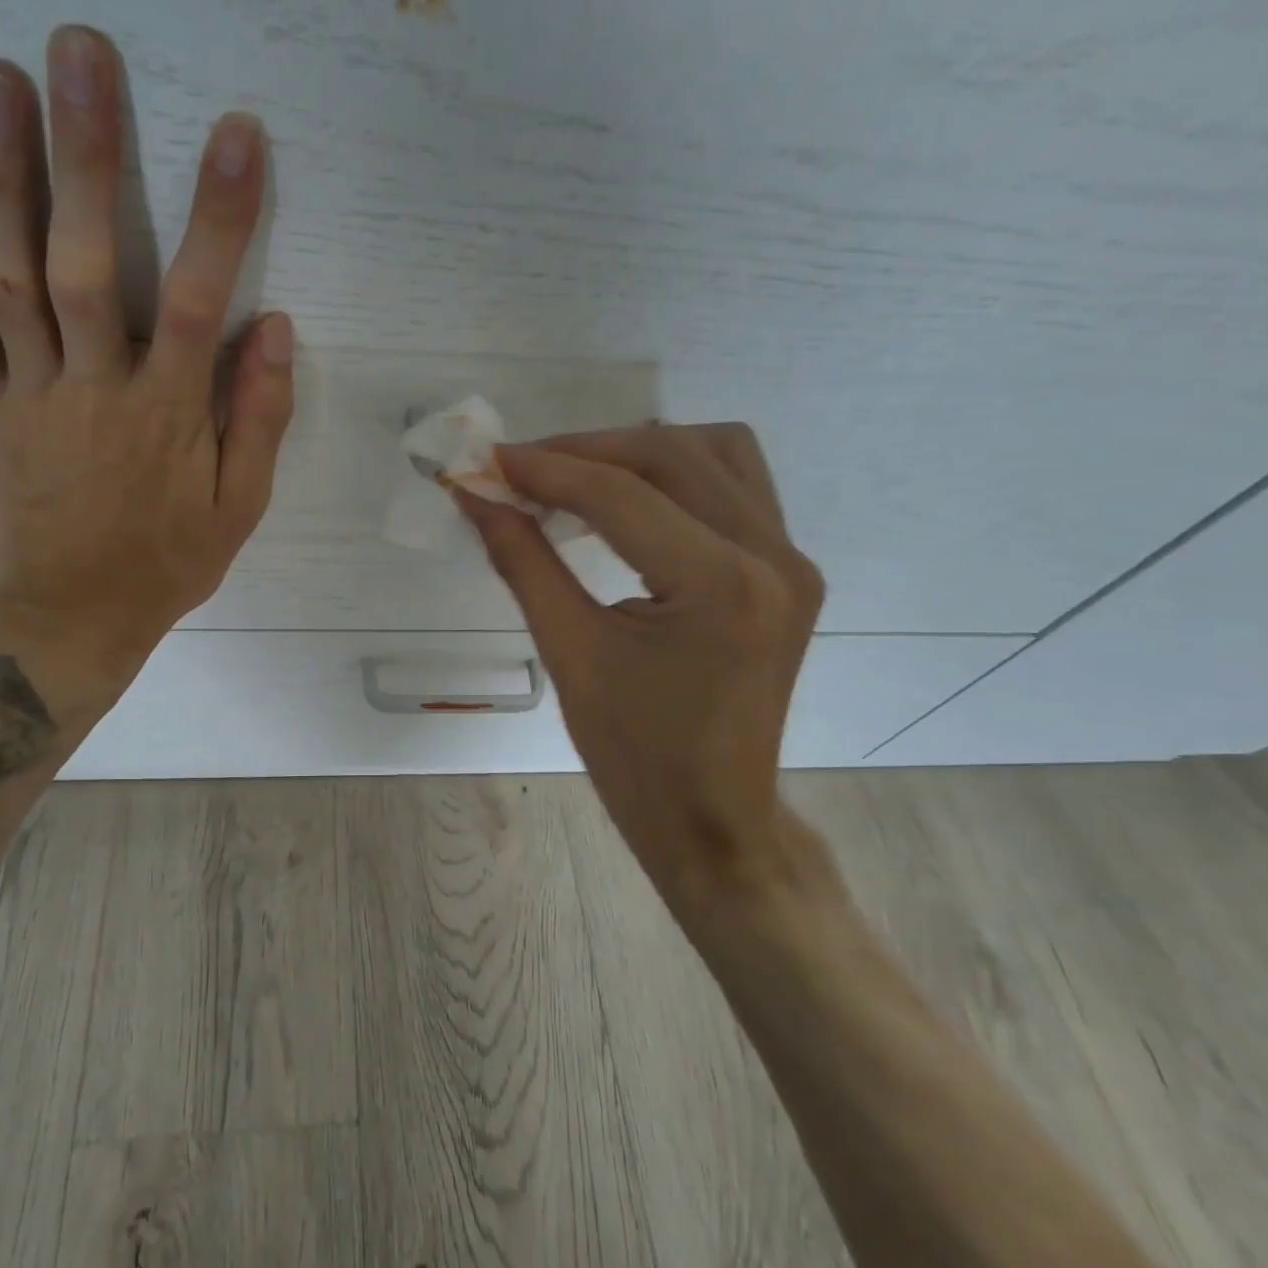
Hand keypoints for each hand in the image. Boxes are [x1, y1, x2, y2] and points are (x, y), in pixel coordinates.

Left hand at [0, 25, 292, 705]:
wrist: (72, 618)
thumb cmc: (167, 563)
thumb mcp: (239, 508)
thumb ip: (260, 419)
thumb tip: (276, 330)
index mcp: (168, 415)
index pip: (198, 300)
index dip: (220, 216)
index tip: (237, 134)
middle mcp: (95, 388)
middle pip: (87, 261)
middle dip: (86, 154)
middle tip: (79, 51)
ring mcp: (30, 394)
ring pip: (10, 277)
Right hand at [460, 424, 836, 923]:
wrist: (712, 817)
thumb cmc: (633, 753)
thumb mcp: (568, 653)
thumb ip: (522, 561)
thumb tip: (477, 497)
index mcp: (720, 586)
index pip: (620, 495)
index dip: (545, 469)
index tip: (487, 460)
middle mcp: (771, 557)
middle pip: (671, 455)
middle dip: (586, 450)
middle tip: (521, 468)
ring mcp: (791, 560)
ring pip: (715, 452)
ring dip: (638, 450)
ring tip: (574, 474)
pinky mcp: (788, 570)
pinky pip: (736, 485)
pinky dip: (677, 473)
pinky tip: (630, 496)